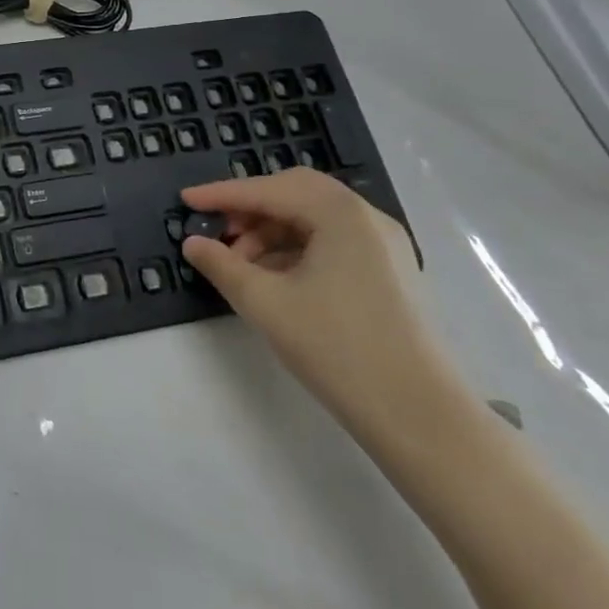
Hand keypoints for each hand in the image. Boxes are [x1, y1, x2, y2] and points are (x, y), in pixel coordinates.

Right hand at [180, 169, 456, 432]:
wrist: (422, 418)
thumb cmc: (338, 349)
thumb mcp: (266, 303)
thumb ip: (222, 265)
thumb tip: (193, 244)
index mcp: (340, 213)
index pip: (268, 190)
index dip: (222, 195)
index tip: (186, 201)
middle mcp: (367, 217)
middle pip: (295, 193)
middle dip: (251, 208)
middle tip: (218, 230)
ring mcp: (385, 245)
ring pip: (314, 218)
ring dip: (272, 231)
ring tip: (241, 263)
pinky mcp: (391, 273)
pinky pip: (334, 241)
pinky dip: (297, 248)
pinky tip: (275, 278)